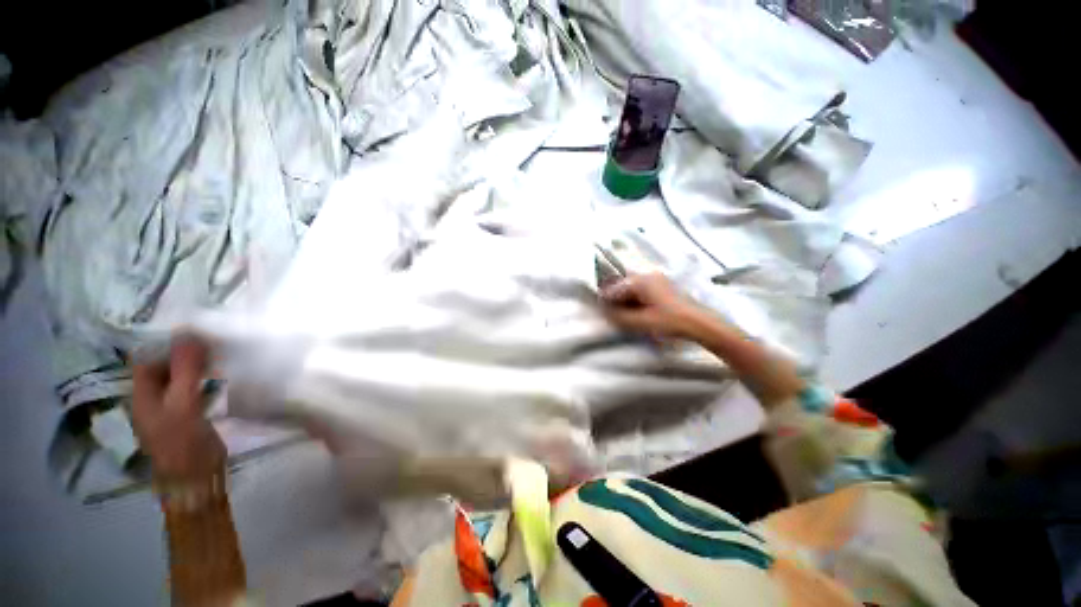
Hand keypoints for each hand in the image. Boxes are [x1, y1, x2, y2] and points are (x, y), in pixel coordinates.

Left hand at [132, 336, 224, 481]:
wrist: (196, 477)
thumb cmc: (182, 441)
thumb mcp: (183, 404)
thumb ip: (186, 370)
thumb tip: (190, 333)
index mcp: (142, 395)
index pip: (147, 359)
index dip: (165, 343)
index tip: (194, 331)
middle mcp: (153, 398)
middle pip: (164, 367)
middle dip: (184, 352)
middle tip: (213, 340)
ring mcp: (172, 407)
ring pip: (180, 377)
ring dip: (196, 364)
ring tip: (220, 353)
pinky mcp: (190, 414)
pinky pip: (194, 388)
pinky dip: (205, 378)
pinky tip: (221, 374)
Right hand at [599, 273, 701, 338]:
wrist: (699, 323)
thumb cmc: (668, 321)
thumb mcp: (639, 322)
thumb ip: (618, 316)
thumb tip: (605, 311)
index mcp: (639, 281)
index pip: (614, 289)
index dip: (605, 300)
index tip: (600, 311)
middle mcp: (647, 275)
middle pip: (623, 286)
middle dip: (616, 300)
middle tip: (611, 314)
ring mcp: (657, 279)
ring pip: (633, 289)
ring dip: (626, 301)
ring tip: (624, 315)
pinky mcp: (664, 286)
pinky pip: (643, 290)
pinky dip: (637, 300)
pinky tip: (638, 312)